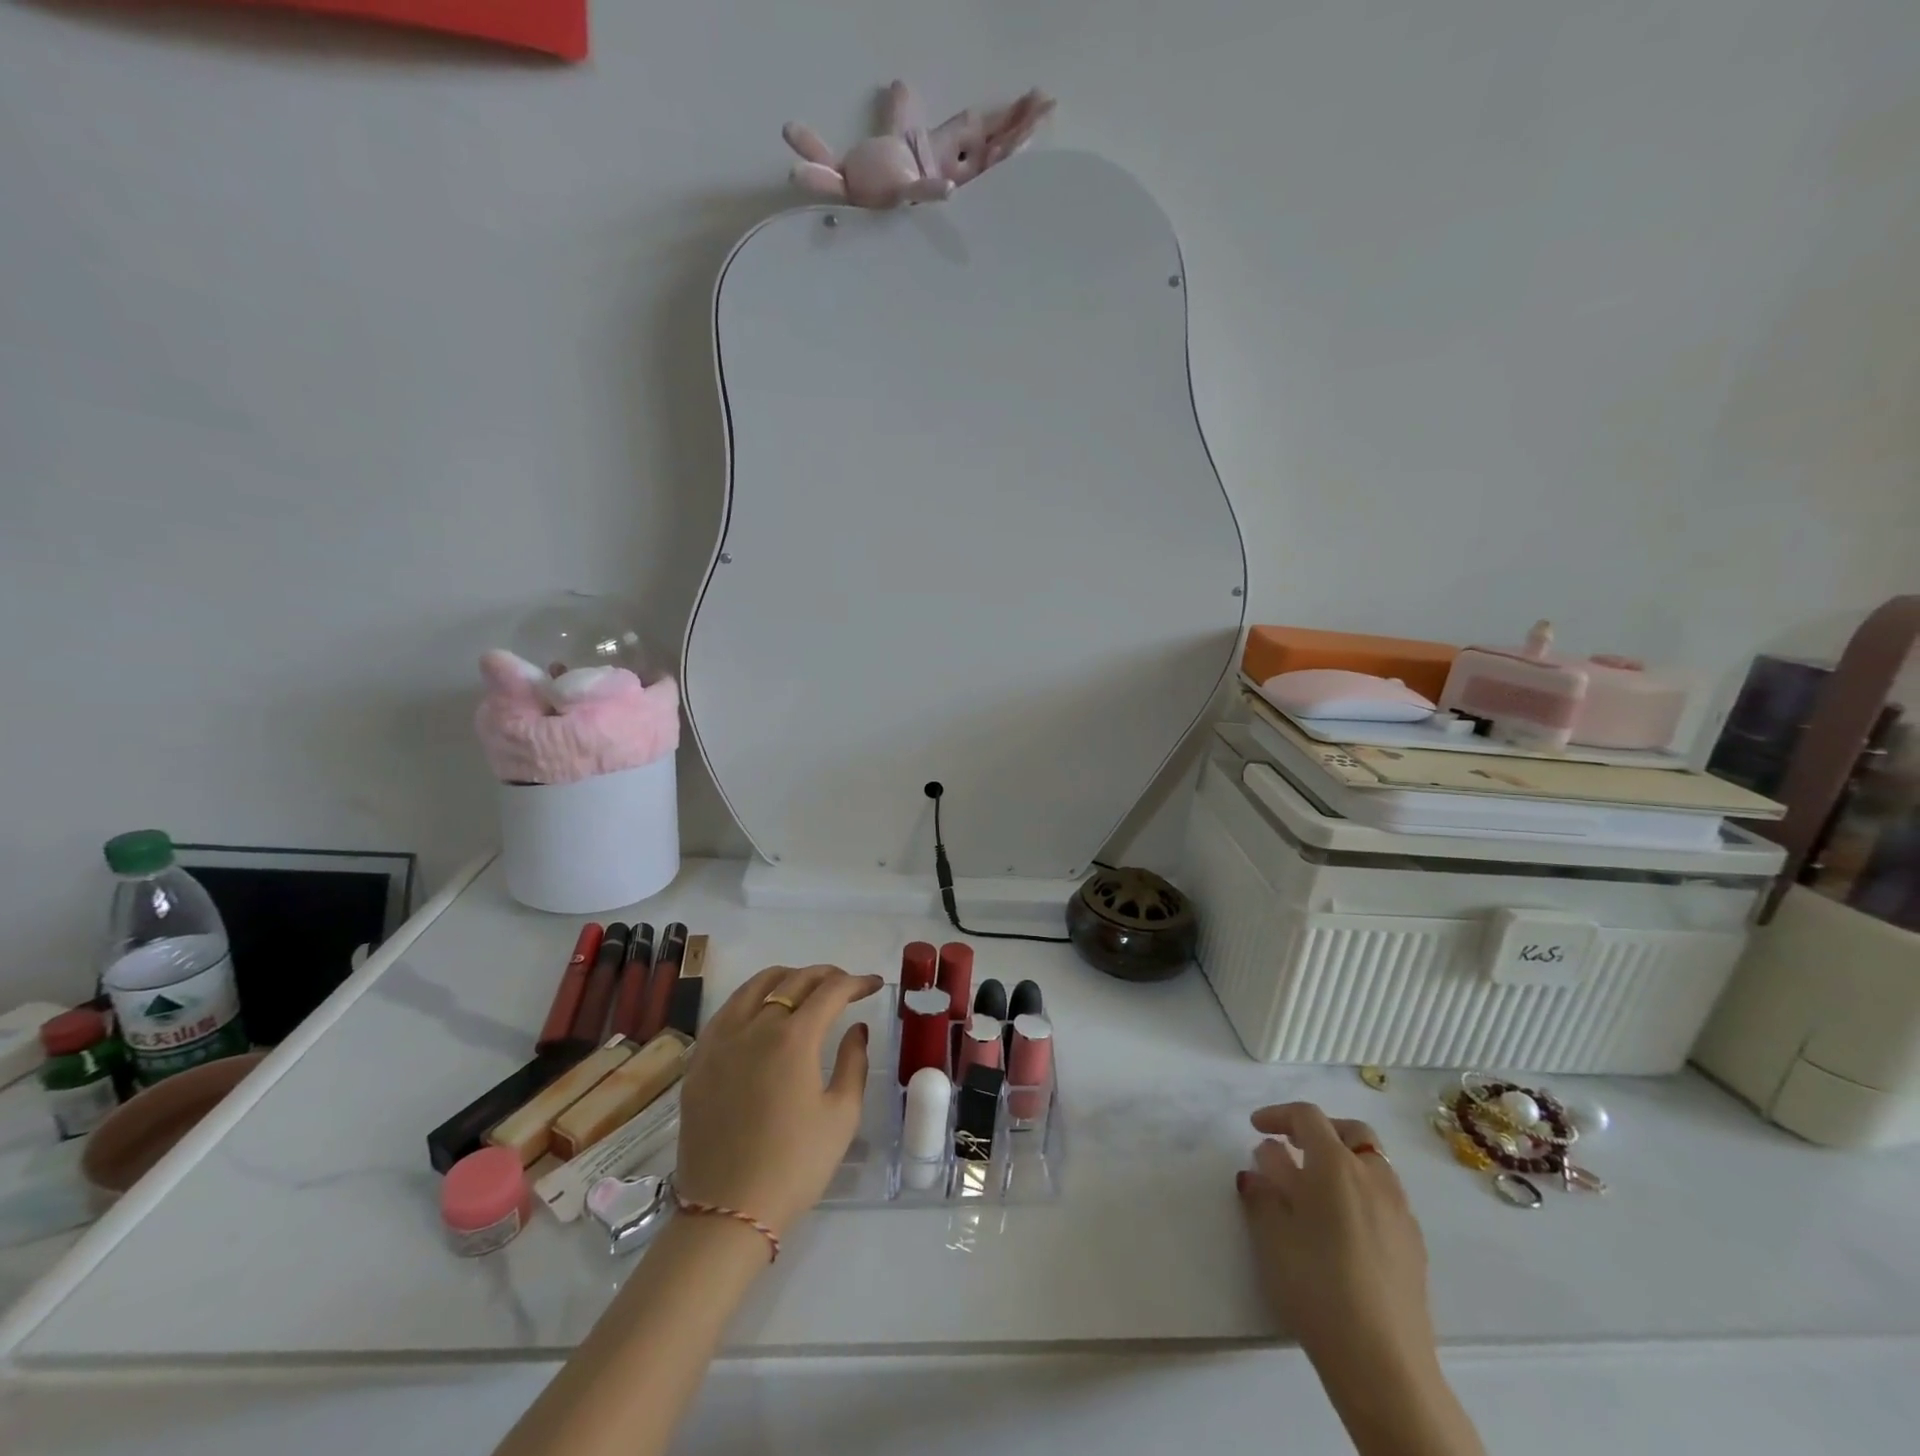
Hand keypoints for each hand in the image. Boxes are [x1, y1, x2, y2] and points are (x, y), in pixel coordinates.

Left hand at [673, 964, 880, 1238]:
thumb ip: (853, 1062)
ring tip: (803, 987)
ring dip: (786, 977)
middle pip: (793, 980)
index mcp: (794, 1038)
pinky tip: (760, 1010)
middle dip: (825, 975)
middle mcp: (755, 1026)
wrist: (727, 1212)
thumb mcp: (842, 1116)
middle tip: (844, 984)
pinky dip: (751, 997)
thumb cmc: (795, 1165)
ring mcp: (721, 1040)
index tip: (873, 984)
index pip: (830, 991)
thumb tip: (857, 1028)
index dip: (856, 982)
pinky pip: (727, 1011)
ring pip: (755, 986)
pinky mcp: (699, 1060)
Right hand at [1236, 1102, 1434, 1378]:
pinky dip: (1360, 1193)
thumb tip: (1264, 1161)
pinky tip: (1342, 1228)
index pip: (1307, 1117)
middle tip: (1292, 1147)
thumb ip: (1263, 1189)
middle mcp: (1374, 1177)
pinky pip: (1385, 1198)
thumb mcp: (1272, 1234)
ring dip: (1342, 1162)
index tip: (1255, 1128)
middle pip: (1351, 1131)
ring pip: (1373, 1164)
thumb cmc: (1316, 1285)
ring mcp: (1400, 1212)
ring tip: (1314, 1189)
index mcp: (1336, 1165)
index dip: (1278, 1115)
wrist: (1383, 1364)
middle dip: (1319, 1131)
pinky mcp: (1414, 1246)